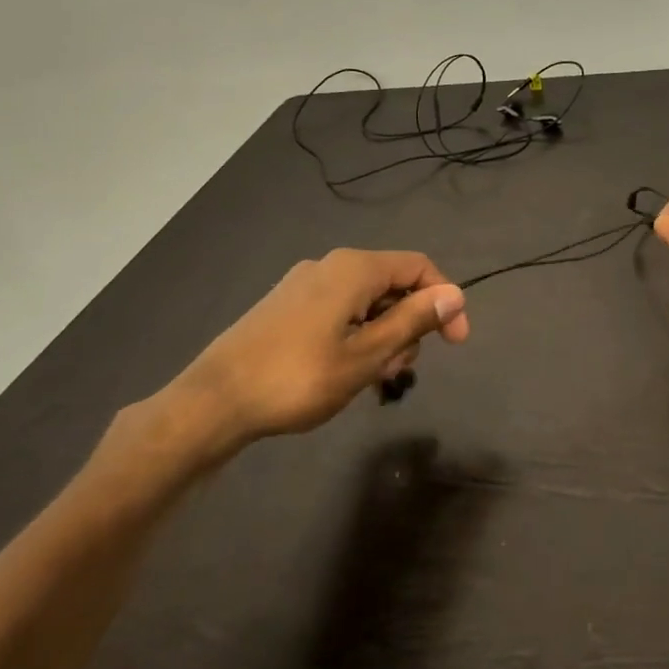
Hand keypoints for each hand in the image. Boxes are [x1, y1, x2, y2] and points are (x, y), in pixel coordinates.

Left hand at [125, 249, 469, 475]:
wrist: (214, 402)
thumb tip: (455, 294)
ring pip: (365, 302)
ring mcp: (303, 285)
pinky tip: (343, 372)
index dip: (444, 301)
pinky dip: (355, 336)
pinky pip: (338, 311)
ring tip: (369, 379)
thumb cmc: (298, 378)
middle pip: (392, 284)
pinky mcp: (286, 306)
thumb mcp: (366, 355)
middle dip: (409, 325)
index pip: (418, 267)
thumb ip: (413, 321)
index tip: (455, 344)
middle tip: (397, 371)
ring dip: (382, 336)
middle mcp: (329, 266)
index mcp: (353, 269)